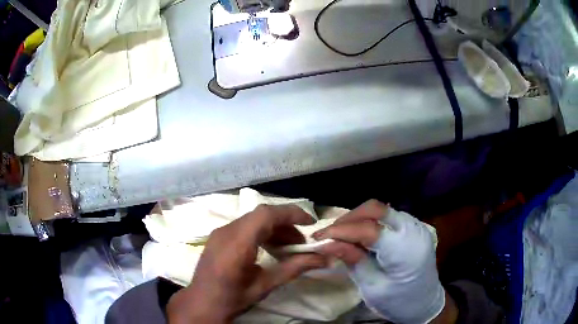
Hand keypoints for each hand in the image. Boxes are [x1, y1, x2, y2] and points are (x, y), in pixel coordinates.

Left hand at [166, 204, 327, 323]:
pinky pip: (244, 227)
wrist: (201, 304)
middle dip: (286, 224)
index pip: (266, 215)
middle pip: (261, 215)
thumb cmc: (232, 299)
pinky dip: (262, 233)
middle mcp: (226, 232)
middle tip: (302, 244)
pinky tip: (270, 249)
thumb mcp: (265, 286)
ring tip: (289, 248)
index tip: (311, 224)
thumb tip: (323, 259)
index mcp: (236, 244)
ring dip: (274, 229)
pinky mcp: (218, 237)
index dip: (291, 214)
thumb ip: (293, 269)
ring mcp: (220, 232)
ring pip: (253, 220)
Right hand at [313, 200, 447, 323]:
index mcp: (405, 250)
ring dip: (357, 219)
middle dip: (348, 219)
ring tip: (341, 235)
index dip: (340, 230)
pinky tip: (359, 235)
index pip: (369, 229)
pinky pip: (387, 215)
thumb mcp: (372, 286)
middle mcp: (413, 230)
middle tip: (329, 234)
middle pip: (375, 209)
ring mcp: (416, 225)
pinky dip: (369, 221)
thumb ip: (352, 260)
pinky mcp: (413, 226)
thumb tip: (326, 242)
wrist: (425, 302)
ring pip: (380, 209)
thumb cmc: (398, 301)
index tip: (318, 237)